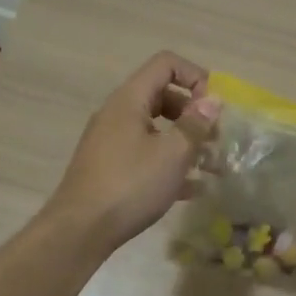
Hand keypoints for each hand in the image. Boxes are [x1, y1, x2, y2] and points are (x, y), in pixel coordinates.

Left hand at [46, 52, 221, 253]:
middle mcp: (118, 113)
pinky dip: (169, 163)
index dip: (195, 76)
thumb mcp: (172, 154)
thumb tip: (213, 100)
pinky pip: (146, 154)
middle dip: (194, 113)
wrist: (79, 231)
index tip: (213, 106)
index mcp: (130, 100)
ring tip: (212, 166)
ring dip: (186, 141)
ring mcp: (111, 141)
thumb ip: (196, 124)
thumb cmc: (130, 184)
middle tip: (216, 138)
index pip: (166, 64)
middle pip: (163, 95)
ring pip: (156, 128)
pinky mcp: (109, 168)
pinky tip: (192, 189)